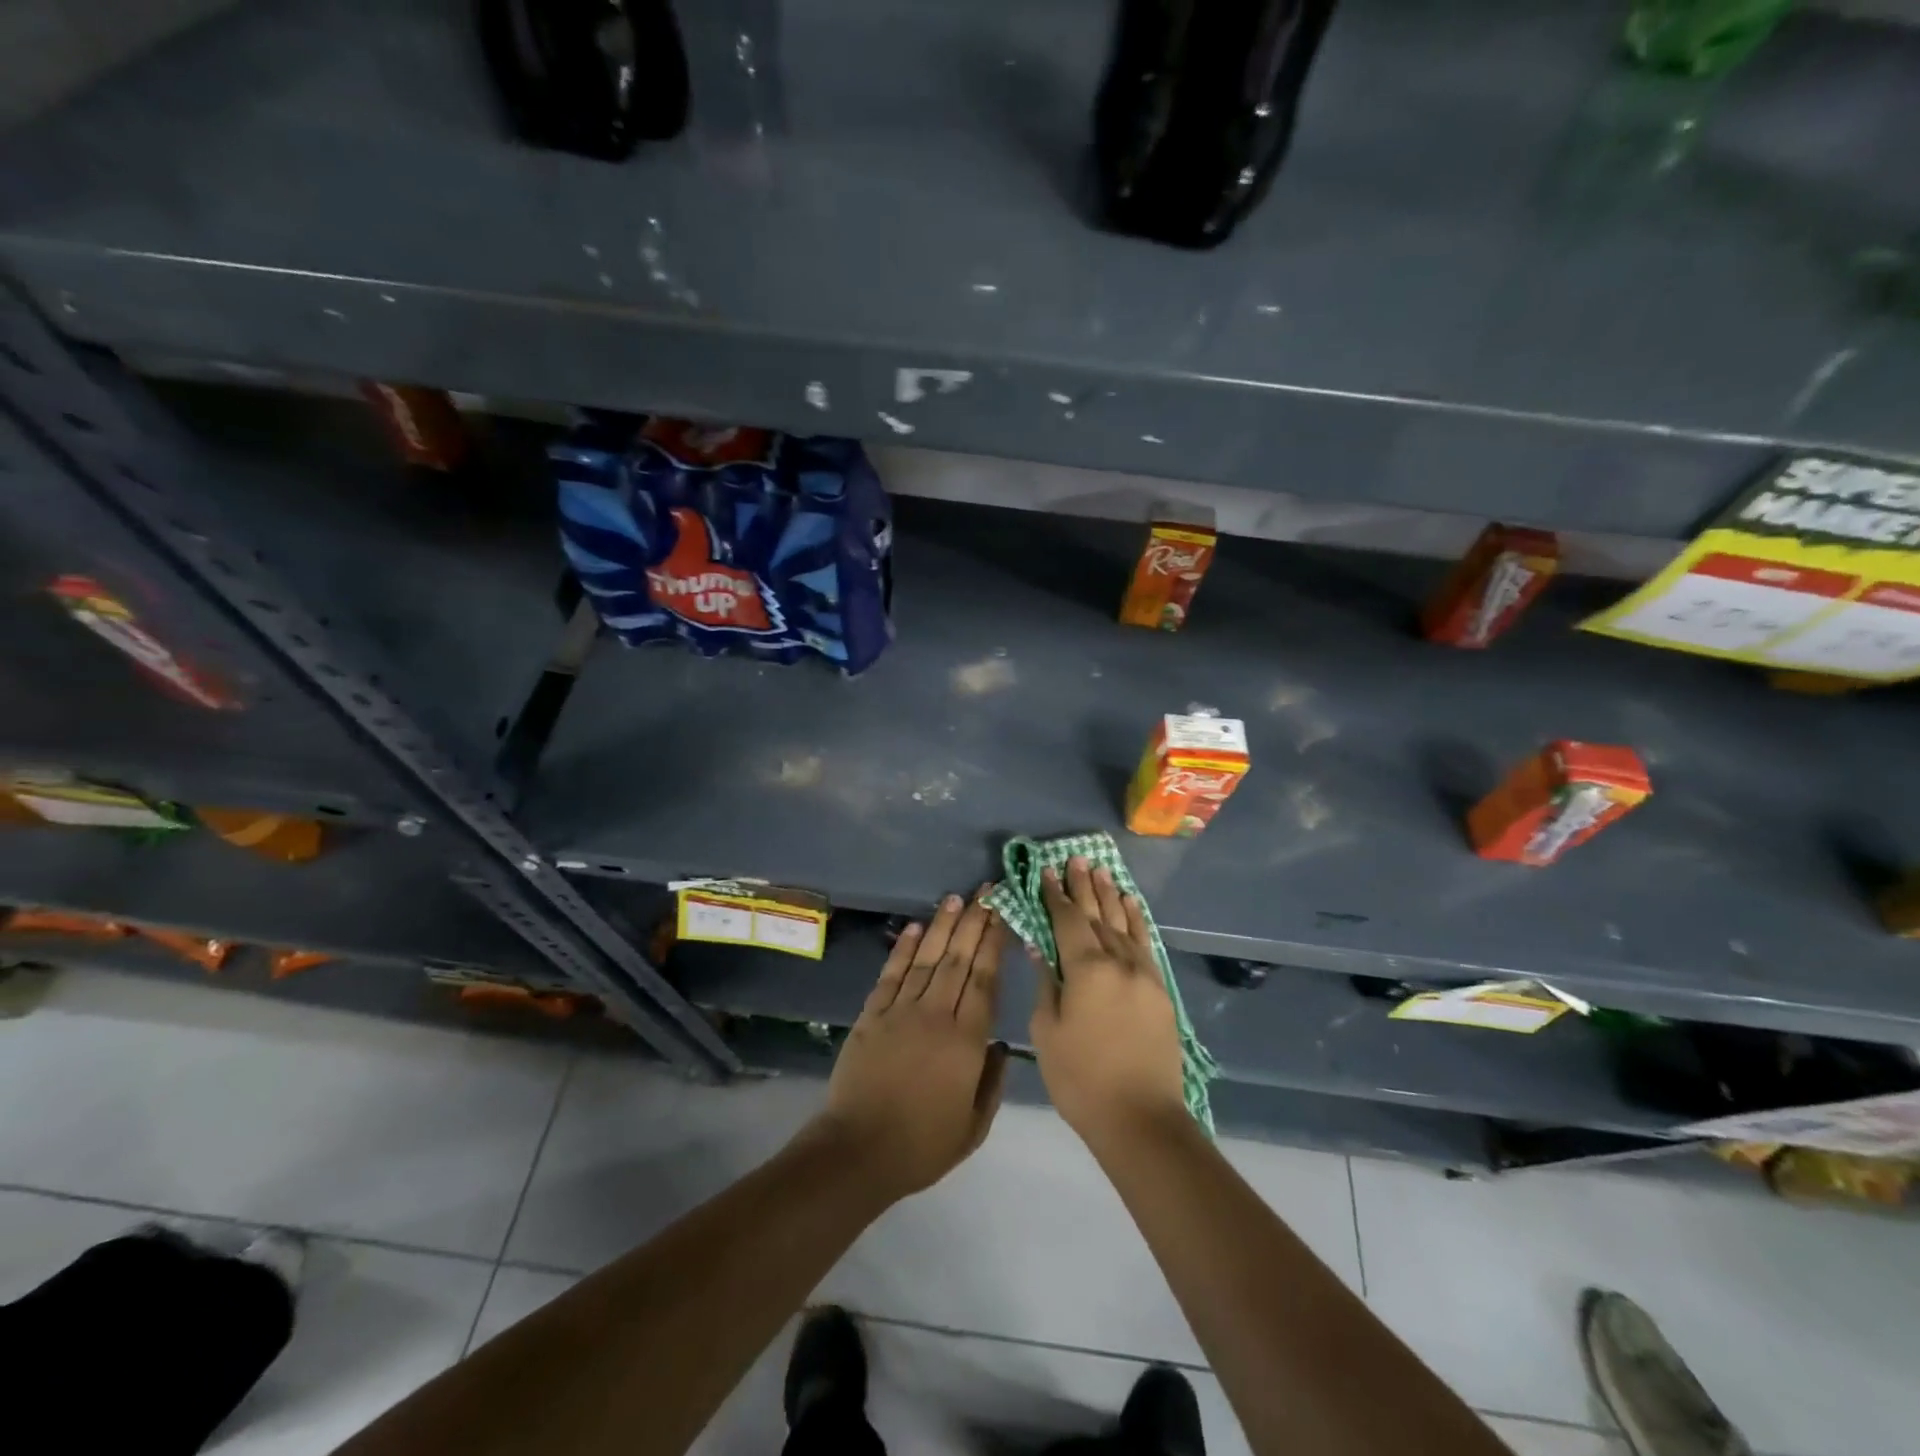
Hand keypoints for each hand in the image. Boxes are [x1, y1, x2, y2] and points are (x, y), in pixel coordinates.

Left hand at [812, 888, 1008, 1201]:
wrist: (859, 1150)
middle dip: (974, 922)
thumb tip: (1001, 1046)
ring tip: (956, 899)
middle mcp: (936, 1015)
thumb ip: (992, 1082)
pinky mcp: (872, 1015)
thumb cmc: (922, 1145)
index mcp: (966, 1041)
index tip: (1003, 914)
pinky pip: (891, 975)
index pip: (985, 980)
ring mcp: (901, 1011)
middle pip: (959, 960)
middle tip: (986, 891)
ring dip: (943, 927)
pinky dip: (903, 949)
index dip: (994, 943)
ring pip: (927, 959)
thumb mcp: (974, 1126)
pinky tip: (916, 928)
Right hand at [1029, 857, 1186, 1149]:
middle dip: (1083, 886)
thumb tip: (1040, 947)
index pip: (1066, 920)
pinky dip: (1136, 920)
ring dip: (1109, 895)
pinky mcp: (1159, 989)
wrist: (1141, 1118)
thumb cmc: (1081, 1078)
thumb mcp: (1048, 1032)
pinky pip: (1145, 943)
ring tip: (1100, 870)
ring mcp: (1143, 973)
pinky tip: (1130, 905)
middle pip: (1097, 914)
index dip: (1054, 894)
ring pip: (1123, 923)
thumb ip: (1046, 984)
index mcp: (1086, 969)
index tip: (1045, 870)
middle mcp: (1117, 961)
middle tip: (1074, 858)